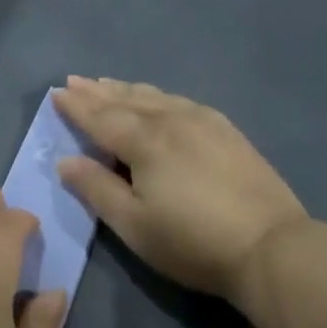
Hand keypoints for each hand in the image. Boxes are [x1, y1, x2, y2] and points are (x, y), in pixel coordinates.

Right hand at [53, 76, 308, 303]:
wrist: (270, 247)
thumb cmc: (192, 241)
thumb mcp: (133, 225)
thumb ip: (96, 189)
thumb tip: (65, 161)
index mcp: (144, 141)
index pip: (100, 117)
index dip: (76, 106)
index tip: (56, 93)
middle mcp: (171, 120)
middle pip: (127, 100)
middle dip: (98, 91)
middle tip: (75, 80)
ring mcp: (204, 121)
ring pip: (156, 96)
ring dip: (127, 90)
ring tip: (109, 84)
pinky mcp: (227, 131)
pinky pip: (181, 101)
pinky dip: (159, 96)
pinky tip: (160, 100)